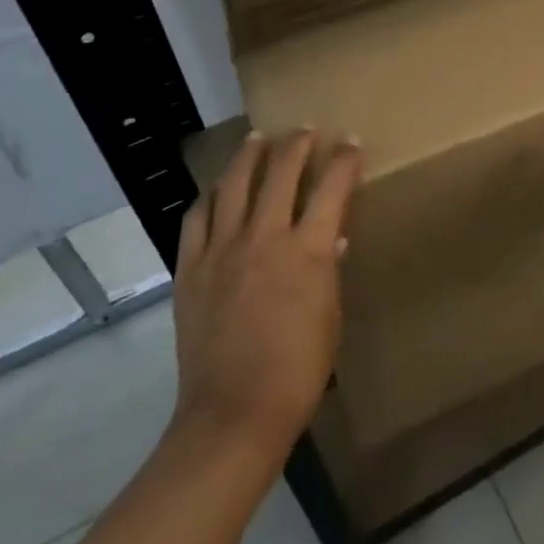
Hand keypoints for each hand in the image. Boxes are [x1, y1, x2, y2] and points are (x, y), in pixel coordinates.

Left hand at [171, 129, 361, 458]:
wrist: (234, 413)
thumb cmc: (298, 370)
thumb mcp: (330, 317)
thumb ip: (329, 270)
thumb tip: (331, 240)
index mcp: (307, 250)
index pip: (331, 188)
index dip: (344, 160)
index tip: (351, 143)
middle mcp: (264, 237)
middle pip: (281, 173)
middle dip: (297, 144)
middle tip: (305, 130)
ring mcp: (222, 250)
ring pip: (234, 185)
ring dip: (249, 156)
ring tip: (257, 138)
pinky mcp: (191, 268)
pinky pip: (197, 218)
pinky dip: (209, 197)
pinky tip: (215, 189)